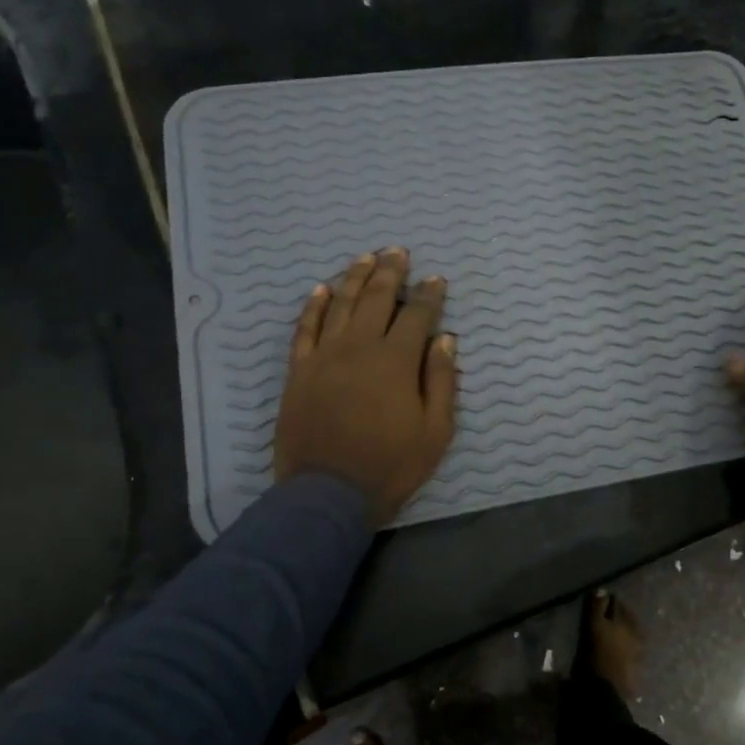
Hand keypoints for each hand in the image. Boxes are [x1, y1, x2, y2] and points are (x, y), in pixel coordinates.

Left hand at [273, 248, 457, 527]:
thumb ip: (440, 381)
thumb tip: (444, 339)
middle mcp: (359, 347)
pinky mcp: (299, 371)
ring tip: (365, 257)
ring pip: (339, 304)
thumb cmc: (390, 465)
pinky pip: (305, 329)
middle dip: (390, 272)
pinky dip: (313, 306)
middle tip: (398, 251)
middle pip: (376, 299)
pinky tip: (321, 289)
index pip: (417, 316)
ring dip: (354, 278)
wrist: (327, 493)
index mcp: (396, 361)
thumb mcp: (435, 431)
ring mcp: (324, 357)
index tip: (436, 279)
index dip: (429, 295)